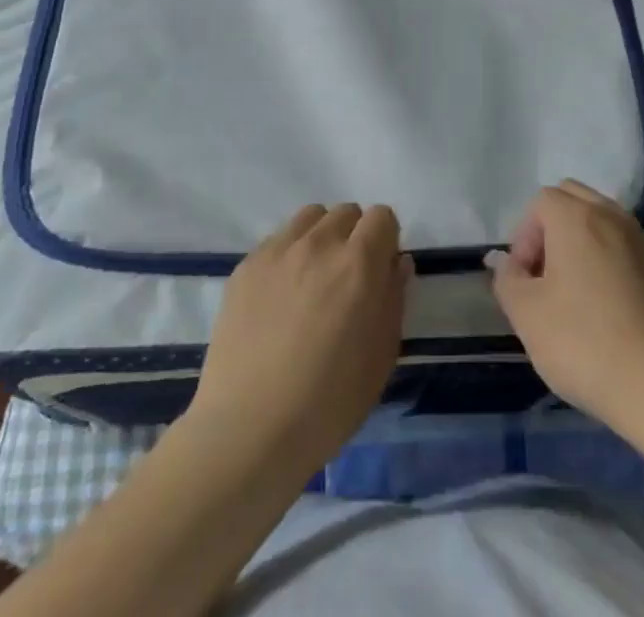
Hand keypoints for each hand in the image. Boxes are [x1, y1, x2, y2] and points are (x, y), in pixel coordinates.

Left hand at [186, 204, 409, 476]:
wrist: (249, 430)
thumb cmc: (328, 403)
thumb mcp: (381, 357)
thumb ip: (394, 299)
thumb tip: (397, 263)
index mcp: (358, 264)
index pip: (382, 216)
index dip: (386, 240)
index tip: (380, 272)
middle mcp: (319, 244)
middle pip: (346, 212)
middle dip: (354, 236)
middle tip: (347, 280)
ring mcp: (278, 251)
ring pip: (310, 218)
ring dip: (321, 237)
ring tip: (313, 279)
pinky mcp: (246, 265)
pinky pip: (277, 240)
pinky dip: (288, 255)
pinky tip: (280, 297)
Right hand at [489, 180, 643, 442]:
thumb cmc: (585, 344)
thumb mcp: (527, 315)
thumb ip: (507, 279)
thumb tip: (504, 261)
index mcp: (577, 217)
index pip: (540, 202)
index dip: (524, 237)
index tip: (524, 280)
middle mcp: (612, 216)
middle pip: (573, 199)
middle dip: (551, 229)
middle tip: (545, 278)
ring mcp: (643, 241)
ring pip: (601, 220)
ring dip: (580, 242)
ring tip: (574, 293)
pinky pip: (625, 245)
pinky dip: (608, 259)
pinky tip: (607, 308)